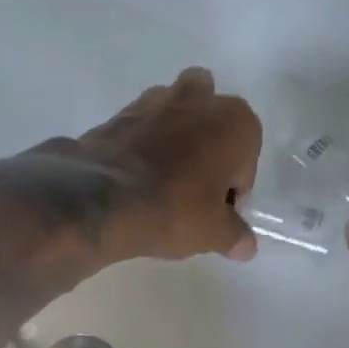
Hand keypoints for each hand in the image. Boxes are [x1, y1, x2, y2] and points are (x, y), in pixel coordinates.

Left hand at [56, 67, 261, 262]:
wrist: (101, 198)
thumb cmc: (173, 210)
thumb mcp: (213, 233)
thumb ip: (235, 236)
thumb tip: (246, 247)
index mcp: (236, 122)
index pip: (247, 160)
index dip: (234, 190)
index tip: (218, 215)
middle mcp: (200, 100)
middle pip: (213, 122)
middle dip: (208, 148)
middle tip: (194, 191)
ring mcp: (156, 100)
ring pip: (176, 114)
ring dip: (175, 138)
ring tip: (162, 180)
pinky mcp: (119, 113)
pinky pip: (141, 127)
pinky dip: (143, 144)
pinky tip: (134, 177)